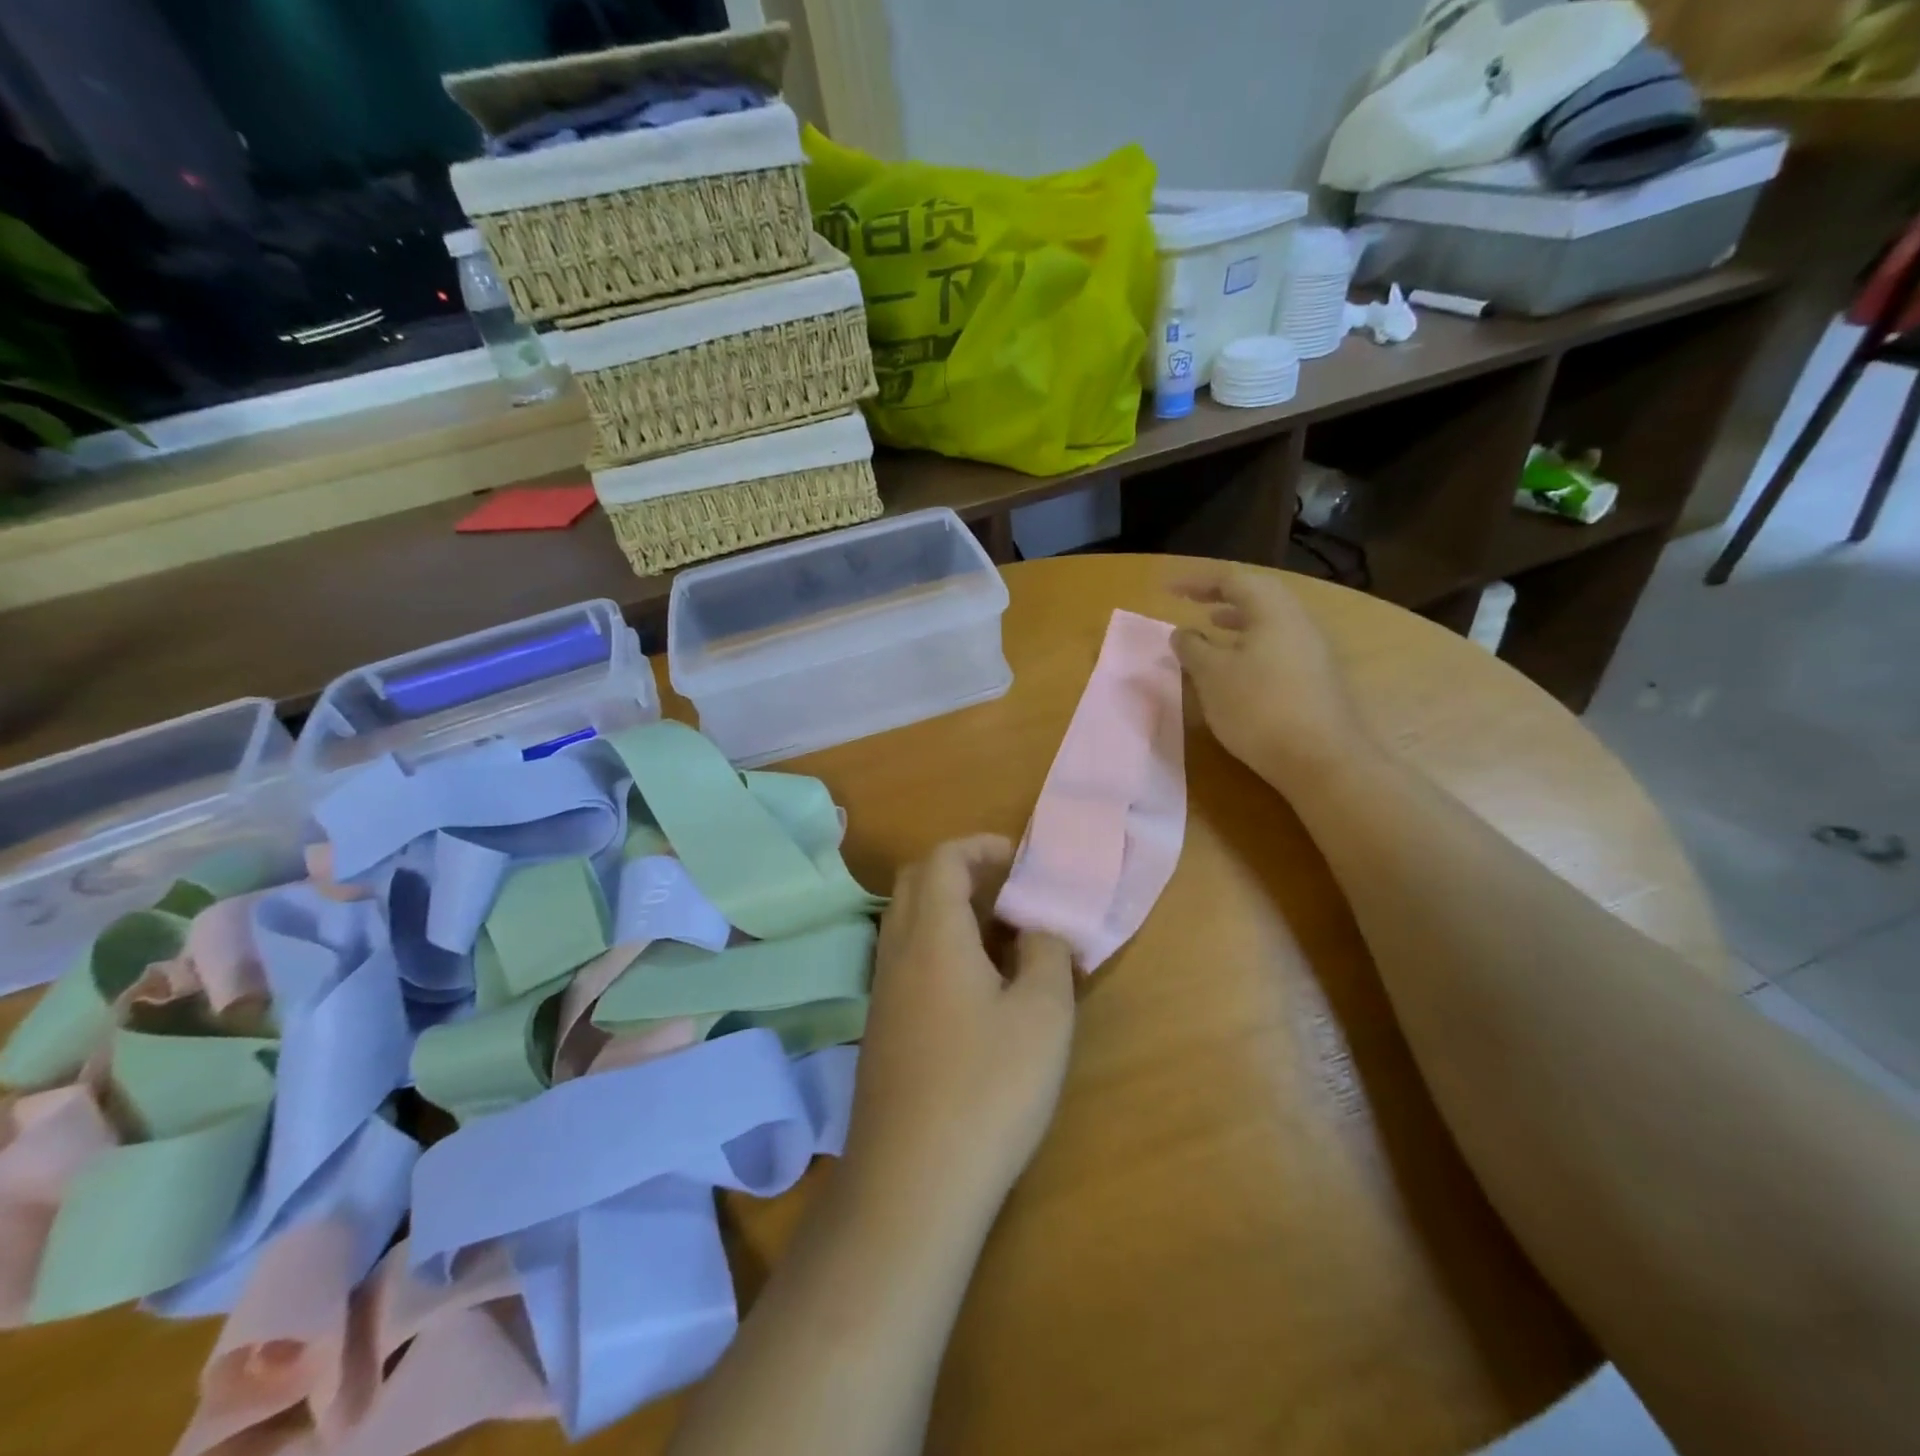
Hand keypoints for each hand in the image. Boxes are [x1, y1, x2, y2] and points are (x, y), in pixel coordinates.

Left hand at [844, 836, 1075, 1225]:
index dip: (981, 846)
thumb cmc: (988, 1088)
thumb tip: (1041, 929)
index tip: (1020, 861)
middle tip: (1010, 894)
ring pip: (908, 922)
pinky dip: (939, 947)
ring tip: (1002, 938)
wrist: (913, 1183)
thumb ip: (1048, 954)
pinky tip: (978, 988)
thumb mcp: (1043, 1015)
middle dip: (963, 872)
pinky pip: (908, 959)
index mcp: (932, 934)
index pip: (942, 858)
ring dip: (950, 910)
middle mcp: (897, 952)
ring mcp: (883, 992)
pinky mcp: (882, 1028)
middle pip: (917, 882)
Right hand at [1169, 561, 1368, 784]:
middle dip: (1222, 597)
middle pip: (1258, 596)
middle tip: (1193, 603)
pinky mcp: (1317, 678)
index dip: (1196, 582)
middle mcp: (1298, 621)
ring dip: (1238, 622)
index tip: (1167, 590)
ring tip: (1212, 630)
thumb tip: (1183, 632)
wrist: (1321, 759)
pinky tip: (1237, 668)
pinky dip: (1251, 645)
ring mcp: (1313, 650)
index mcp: (1273, 610)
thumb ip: (1192, 648)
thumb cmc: (1258, 707)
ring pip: (1270, 622)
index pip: (1232, 580)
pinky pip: (1278, 646)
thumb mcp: (1212, 675)